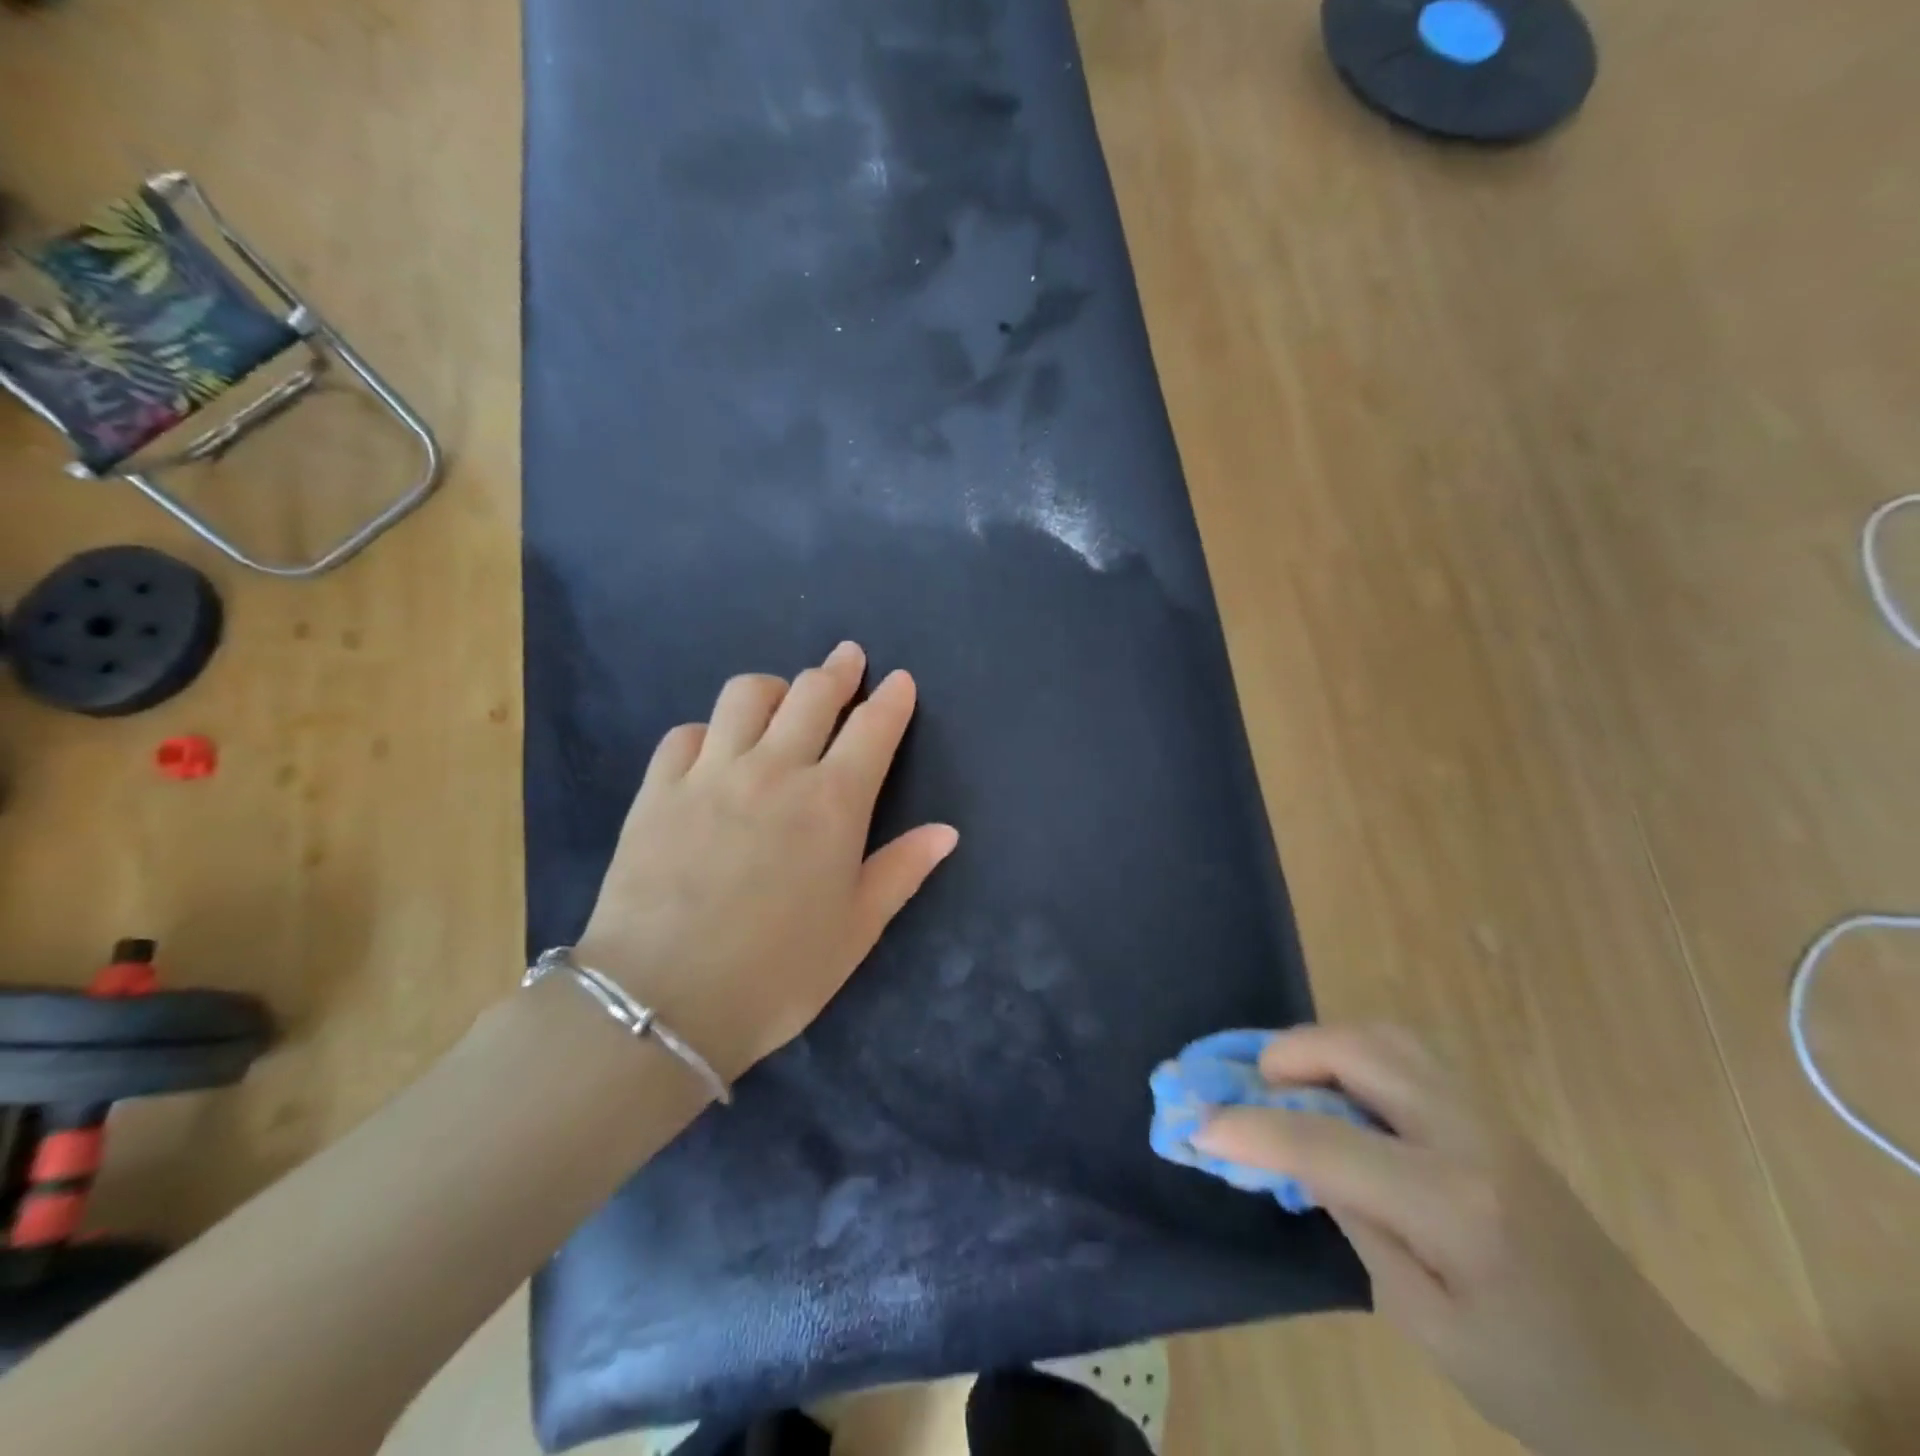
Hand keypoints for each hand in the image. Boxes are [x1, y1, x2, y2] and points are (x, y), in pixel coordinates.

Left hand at [574, 642, 957, 1083]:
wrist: (663, 1001)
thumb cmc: (778, 973)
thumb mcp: (856, 930)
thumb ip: (902, 871)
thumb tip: (946, 832)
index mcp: (833, 803)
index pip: (873, 729)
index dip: (892, 699)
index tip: (900, 680)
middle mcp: (776, 770)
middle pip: (812, 695)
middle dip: (838, 670)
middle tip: (848, 659)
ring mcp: (711, 773)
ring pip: (746, 695)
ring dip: (774, 687)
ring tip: (782, 697)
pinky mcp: (659, 789)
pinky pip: (686, 734)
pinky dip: (710, 730)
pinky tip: (715, 747)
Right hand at [1196, 1026, 1841, 1455]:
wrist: (1670, 1404)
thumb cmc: (1543, 1389)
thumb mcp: (1429, 1327)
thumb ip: (1358, 1224)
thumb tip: (1300, 1155)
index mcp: (1455, 1204)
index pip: (1324, 1142)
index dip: (1249, 1128)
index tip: (1194, 1122)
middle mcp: (1470, 1136)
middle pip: (1358, 1051)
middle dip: (1284, 1055)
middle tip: (1245, 1086)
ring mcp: (1488, 1116)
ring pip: (1383, 1036)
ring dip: (1320, 1045)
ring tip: (1285, 1081)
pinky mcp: (1492, 1116)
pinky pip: (1405, 1054)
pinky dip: (1352, 1054)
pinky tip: (1338, 1092)